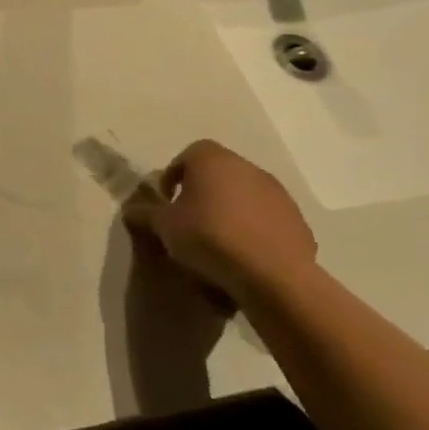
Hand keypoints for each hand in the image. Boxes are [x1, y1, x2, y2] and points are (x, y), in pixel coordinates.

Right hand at [124, 140, 318, 303]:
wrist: (271, 274)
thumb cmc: (208, 237)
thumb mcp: (163, 226)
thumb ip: (145, 213)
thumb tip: (131, 209)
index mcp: (212, 160)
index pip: (188, 155)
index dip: (174, 175)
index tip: (167, 200)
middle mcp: (247, 168)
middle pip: (218, 173)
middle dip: (202, 192)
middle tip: (188, 219)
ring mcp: (277, 193)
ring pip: (244, 194)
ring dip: (229, 209)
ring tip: (216, 240)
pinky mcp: (297, 220)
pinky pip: (266, 218)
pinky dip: (252, 228)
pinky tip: (243, 253)